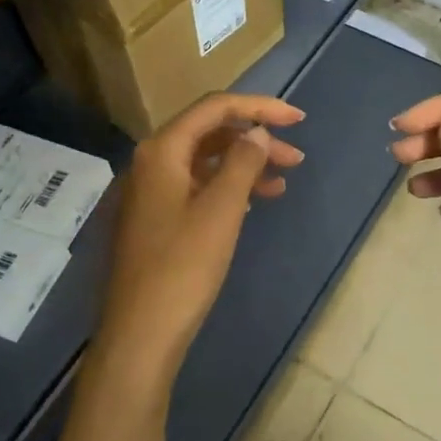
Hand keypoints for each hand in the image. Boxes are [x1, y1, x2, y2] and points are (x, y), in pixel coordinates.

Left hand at [97, 93, 305, 372]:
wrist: (142, 333)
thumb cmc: (183, 267)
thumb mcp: (221, 210)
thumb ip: (242, 163)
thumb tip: (258, 132)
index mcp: (162, 151)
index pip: (214, 108)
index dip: (259, 107)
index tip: (299, 120)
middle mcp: (152, 163)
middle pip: (210, 132)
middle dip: (255, 138)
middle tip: (296, 158)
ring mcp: (152, 192)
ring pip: (206, 162)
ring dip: (245, 164)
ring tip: (284, 181)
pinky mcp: (158, 219)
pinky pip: (198, 187)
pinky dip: (229, 187)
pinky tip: (254, 201)